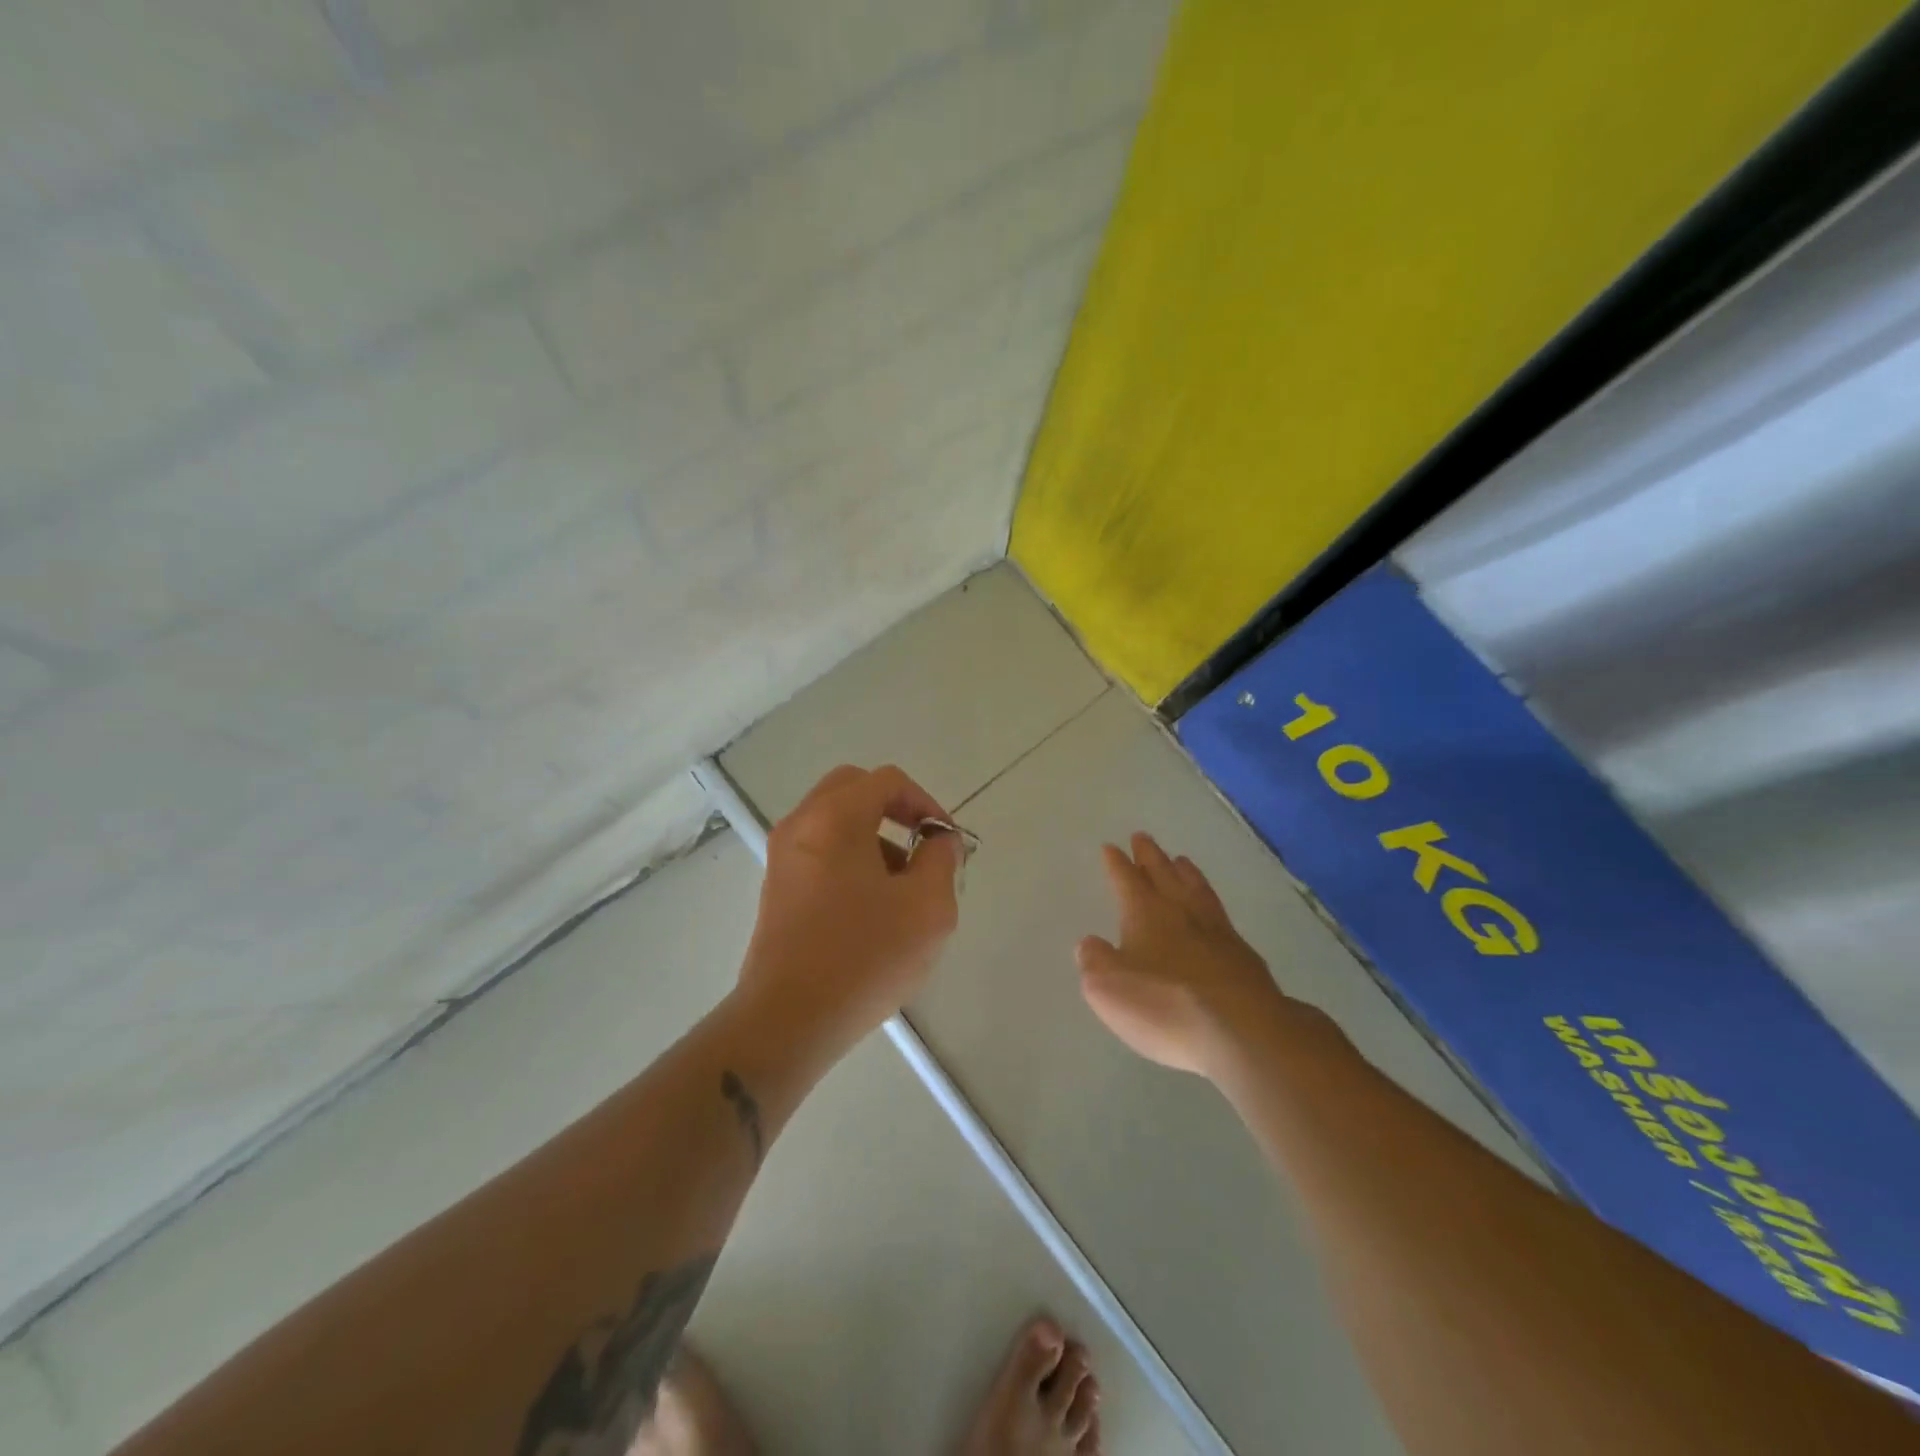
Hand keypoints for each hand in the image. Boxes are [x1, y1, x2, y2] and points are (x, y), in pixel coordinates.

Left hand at [739, 765, 961, 1050]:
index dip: (926, 803)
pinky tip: (870, 909)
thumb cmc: (864, 956)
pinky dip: (849, 859)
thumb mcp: (928, 907)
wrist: (789, 1019)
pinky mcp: (777, 888)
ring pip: (834, 822)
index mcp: (836, 818)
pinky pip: (819, 851)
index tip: (945, 842)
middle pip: (854, 790)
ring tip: (901, 889)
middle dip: (894, 810)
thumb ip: (942, 860)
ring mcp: (783, 857)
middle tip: (921, 849)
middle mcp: (802, 825)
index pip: (888, 781)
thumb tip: (940, 841)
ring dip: (873, 837)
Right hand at [1077, 833, 1304, 1078]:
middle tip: (1142, 838)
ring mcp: (1216, 930)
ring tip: (1180, 860)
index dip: (1117, 864)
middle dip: (1150, 856)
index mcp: (1145, 913)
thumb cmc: (1165, 1005)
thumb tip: (1090, 943)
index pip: (1126, 879)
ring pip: (1196, 888)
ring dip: (1184, 872)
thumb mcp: (1108, 988)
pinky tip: (1212, 910)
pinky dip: (1210, 901)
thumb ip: (1095, 961)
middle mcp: (1181, 911)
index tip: (1111, 847)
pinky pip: (1220, 914)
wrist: (1243, 1031)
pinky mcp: (1243, 955)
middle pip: (1163, 873)